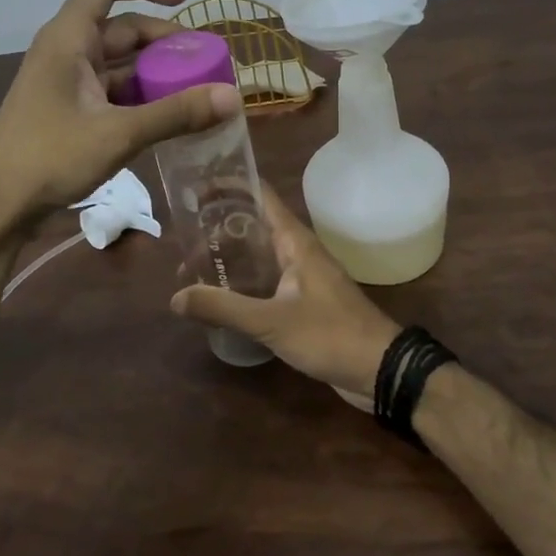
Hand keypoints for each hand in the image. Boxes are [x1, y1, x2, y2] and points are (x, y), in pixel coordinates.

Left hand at [0, 0, 241, 237]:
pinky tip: (166, 116)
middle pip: (121, 27)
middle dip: (163, 40)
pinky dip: (138, 95)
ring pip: (117, 62)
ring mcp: (64, 82)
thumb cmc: (50, 157)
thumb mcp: (119, 134)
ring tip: (194, 89)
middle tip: (204, 62)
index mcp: (69, 39)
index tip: (183, 2)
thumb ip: (176, 113)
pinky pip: (109, 89)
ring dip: (154, 70)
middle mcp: (65, 51)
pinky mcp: (66, 109)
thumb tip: (233, 96)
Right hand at [172, 185, 399, 396]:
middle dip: (219, 228)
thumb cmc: (330, 334)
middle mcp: (298, 251)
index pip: (260, 196)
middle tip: (183, 237)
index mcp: (295, 241)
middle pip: (253, 225)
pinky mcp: (303, 302)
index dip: (229, 186)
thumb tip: (175, 297)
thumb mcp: (271, 321)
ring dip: (229, 258)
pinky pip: (266, 281)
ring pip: (258, 255)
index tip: (195, 188)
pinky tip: (221, 298)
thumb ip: (223, 308)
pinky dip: (242, 283)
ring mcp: (302, 277)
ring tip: (193, 268)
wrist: (380, 370)